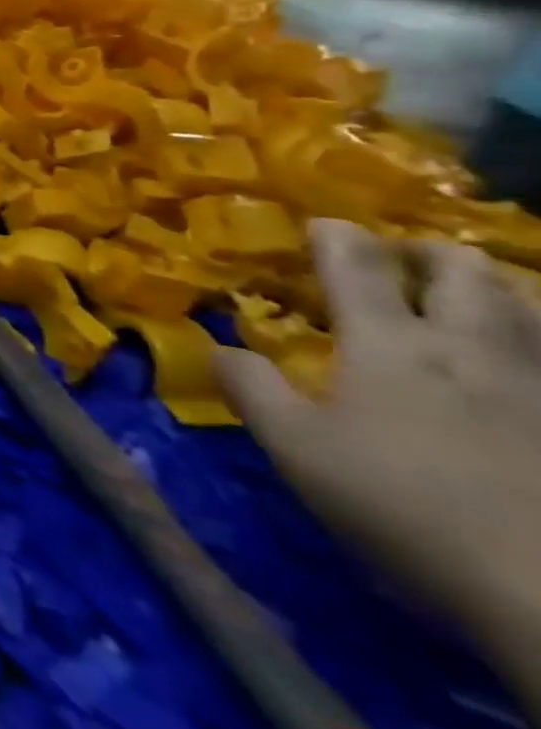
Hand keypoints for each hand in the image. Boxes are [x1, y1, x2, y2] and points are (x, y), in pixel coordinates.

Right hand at [216, 221, 540, 662]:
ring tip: (459, 299)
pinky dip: (526, 338)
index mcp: (389, 343)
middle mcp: (466, 347)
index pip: (357, 263)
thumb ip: (250, 388)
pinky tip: (508, 359)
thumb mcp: (294, 447)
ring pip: (522, 306)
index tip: (320, 224)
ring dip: (486, 289)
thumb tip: (218, 347)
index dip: (335, 235)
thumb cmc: (401, 504)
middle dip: (425, 252)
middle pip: (460, 270)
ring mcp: (534, 385)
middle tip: (397, 260)